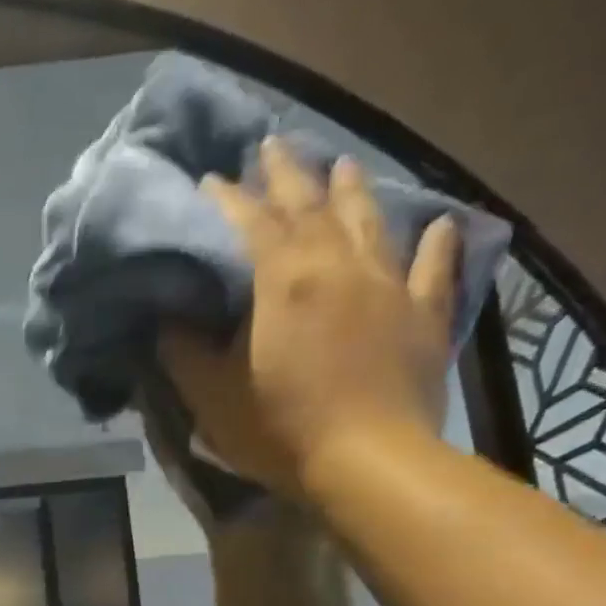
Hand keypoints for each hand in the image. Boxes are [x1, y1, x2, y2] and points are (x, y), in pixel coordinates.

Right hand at [157, 139, 461, 498]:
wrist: (366, 461)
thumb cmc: (278, 429)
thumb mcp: (210, 396)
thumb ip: (184, 352)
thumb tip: (166, 318)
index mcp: (283, 282)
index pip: (250, 224)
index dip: (228, 199)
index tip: (210, 179)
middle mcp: (338, 267)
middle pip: (311, 207)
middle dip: (288, 174)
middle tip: (274, 145)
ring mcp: (388, 287)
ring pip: (369, 222)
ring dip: (352, 190)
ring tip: (342, 163)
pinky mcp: (423, 316)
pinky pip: (432, 269)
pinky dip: (435, 243)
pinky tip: (439, 223)